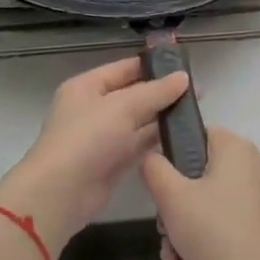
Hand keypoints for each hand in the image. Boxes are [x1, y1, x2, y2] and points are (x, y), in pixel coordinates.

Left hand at [0, 56, 188, 256]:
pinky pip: (139, 145)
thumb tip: (184, 77)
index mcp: (88, 86)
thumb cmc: (88, 138)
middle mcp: (94, 108)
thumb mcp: (123, 106)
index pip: (125, 68)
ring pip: (138, 121)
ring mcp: (103, 137)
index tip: (185, 67)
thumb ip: (155, 92)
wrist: (61, 193)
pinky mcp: (112, 162)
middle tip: (198, 92)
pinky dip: (157, 141)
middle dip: (163, 93)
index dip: (154, 66)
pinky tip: (182, 137)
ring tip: (196, 113)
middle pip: (134, 95)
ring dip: (163, 118)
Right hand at [142, 126, 259, 259]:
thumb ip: (154, 168)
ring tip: (171, 257)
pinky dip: (203, 237)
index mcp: (236, 147)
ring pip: (209, 199)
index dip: (172, 156)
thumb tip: (152, 158)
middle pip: (199, 172)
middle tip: (162, 229)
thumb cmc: (212, 230)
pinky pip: (223, 218)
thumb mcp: (171, 197)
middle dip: (174, 205)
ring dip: (183, 227)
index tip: (160, 186)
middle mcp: (253, 164)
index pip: (197, 134)